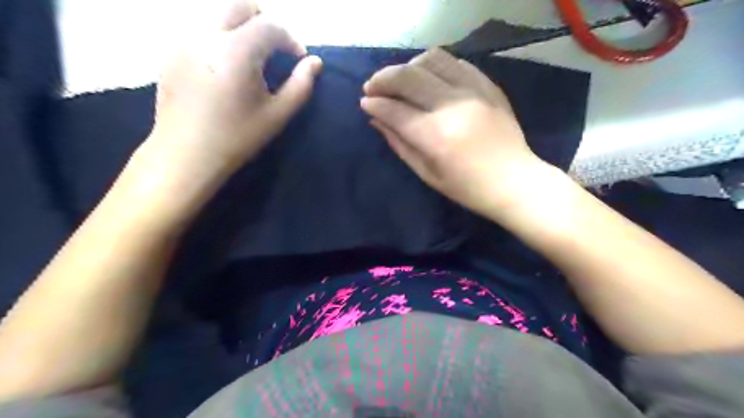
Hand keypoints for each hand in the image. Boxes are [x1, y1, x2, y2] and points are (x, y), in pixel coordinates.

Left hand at [148, 2, 320, 180]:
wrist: (186, 154)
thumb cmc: (237, 137)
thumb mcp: (277, 115)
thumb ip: (300, 86)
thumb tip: (314, 63)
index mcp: (236, 51)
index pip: (271, 25)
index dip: (291, 40)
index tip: (299, 59)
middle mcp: (207, 34)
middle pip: (240, 6)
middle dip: (265, 23)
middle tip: (275, 51)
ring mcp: (184, 40)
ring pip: (219, 16)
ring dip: (242, 30)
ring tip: (251, 62)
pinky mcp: (171, 52)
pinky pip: (201, 32)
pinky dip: (221, 40)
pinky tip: (224, 71)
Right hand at [361, 48, 551, 219]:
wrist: (514, 181)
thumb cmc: (467, 188)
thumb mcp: (427, 174)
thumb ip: (400, 144)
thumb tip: (376, 119)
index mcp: (436, 137)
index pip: (395, 110)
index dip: (375, 104)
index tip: (365, 102)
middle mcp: (452, 107)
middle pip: (408, 77)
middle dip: (383, 79)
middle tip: (373, 87)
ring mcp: (473, 92)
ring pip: (431, 60)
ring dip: (408, 67)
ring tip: (401, 80)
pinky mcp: (488, 86)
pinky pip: (456, 62)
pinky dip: (435, 65)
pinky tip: (428, 77)